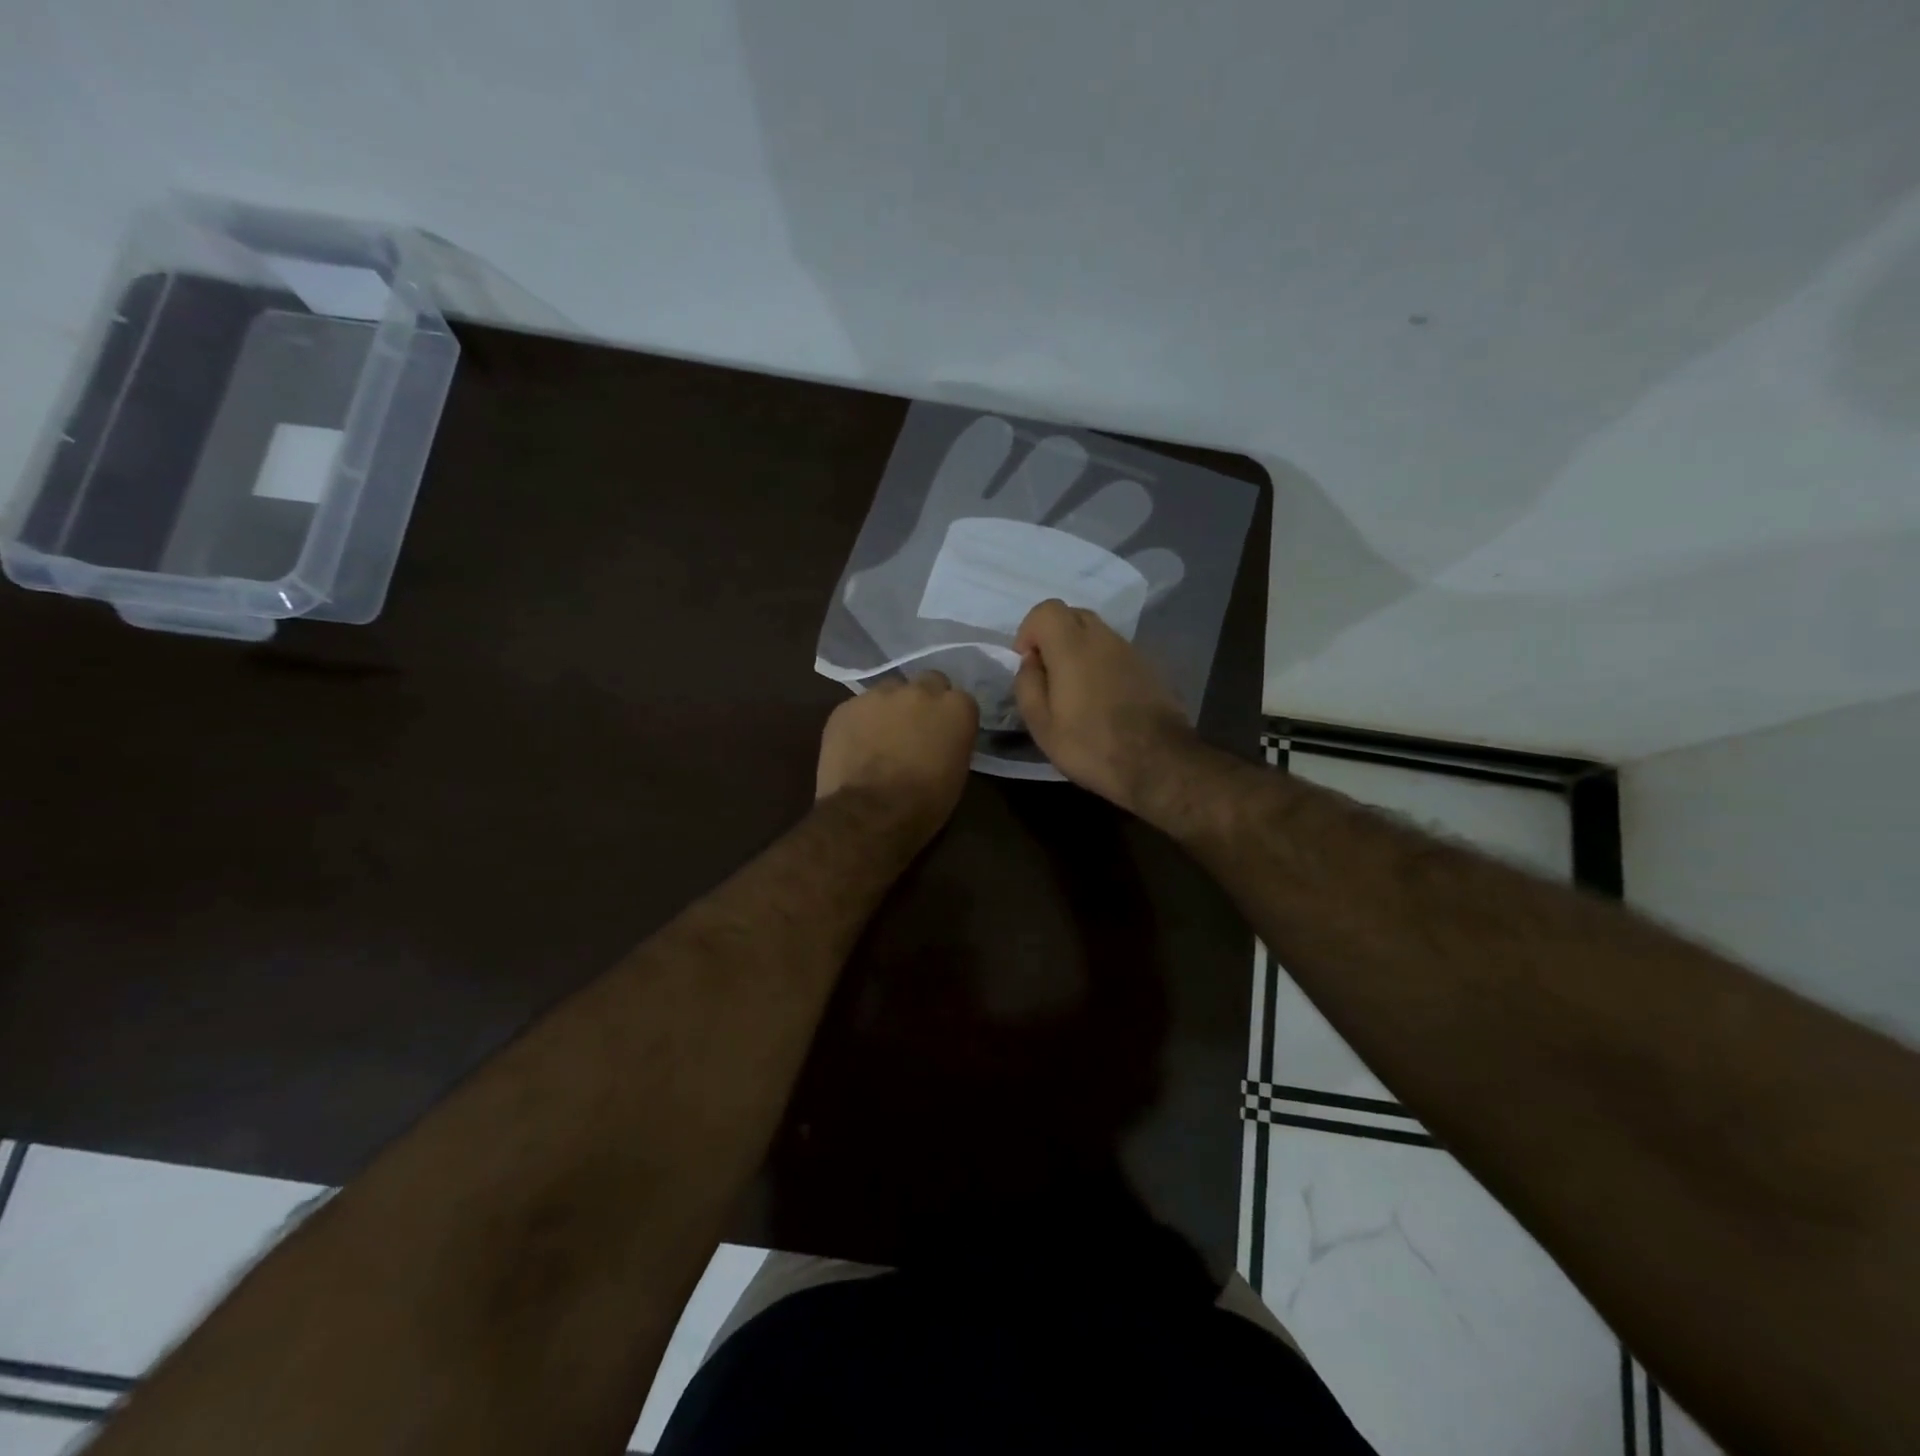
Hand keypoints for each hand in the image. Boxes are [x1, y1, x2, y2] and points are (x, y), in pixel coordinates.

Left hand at [816, 672, 979, 835]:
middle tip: (915, 728)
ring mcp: (880, 694)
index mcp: (956, 708)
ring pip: (890, 690)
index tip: (945, 734)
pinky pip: (859, 707)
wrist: (870, 814)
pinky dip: (861, 721)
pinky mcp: (847, 706)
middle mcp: (921, 690)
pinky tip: (856, 745)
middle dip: (924, 701)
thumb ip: (952, 742)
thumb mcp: (956, 773)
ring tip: (882, 735)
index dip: (951, 718)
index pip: (961, 700)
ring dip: (890, 707)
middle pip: (928, 682)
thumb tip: (941, 739)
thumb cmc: (924, 803)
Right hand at [1013, 599, 1196, 810]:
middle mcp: (1104, 638)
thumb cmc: (1091, 746)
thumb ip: (1028, 684)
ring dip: (1079, 651)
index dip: (1030, 630)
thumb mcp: (1041, 725)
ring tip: (1075, 690)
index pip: (1047, 609)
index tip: (1028, 661)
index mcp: (1072, 647)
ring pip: (1097, 633)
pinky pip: (1116, 653)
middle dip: (1054, 636)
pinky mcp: (1150, 668)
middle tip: (1048, 674)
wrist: (1158, 763)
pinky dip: (1102, 664)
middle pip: (1073, 615)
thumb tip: (1031, 662)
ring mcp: (1131, 651)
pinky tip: (1102, 699)